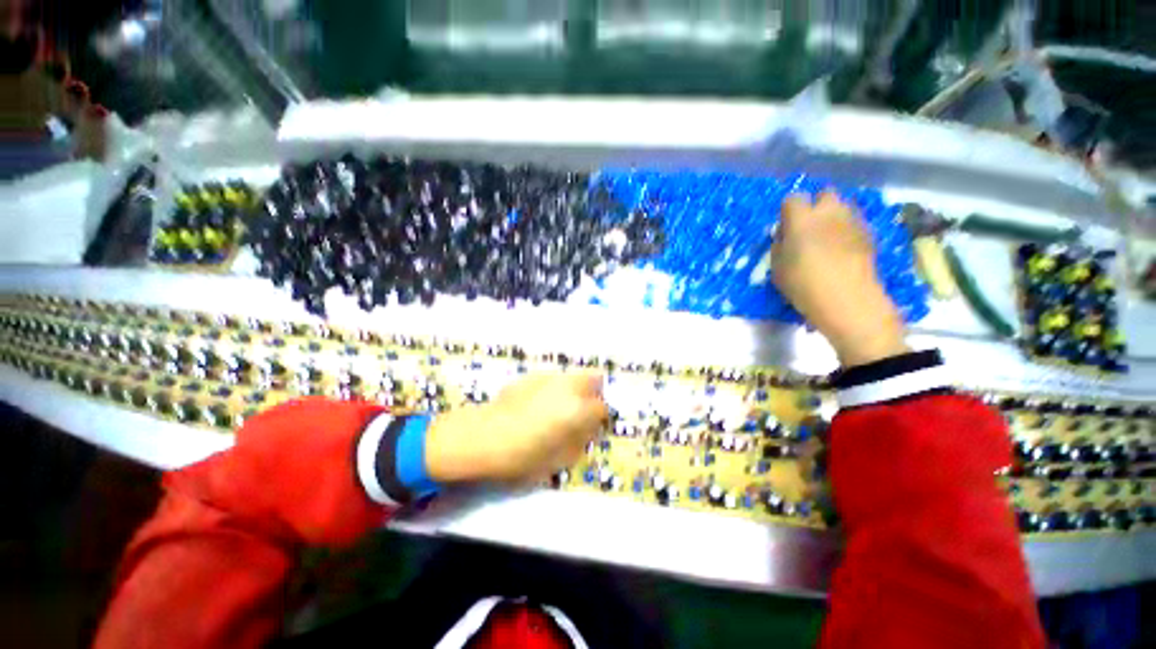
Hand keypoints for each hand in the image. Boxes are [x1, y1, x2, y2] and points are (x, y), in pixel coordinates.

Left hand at [424, 372, 607, 483]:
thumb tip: (587, 430)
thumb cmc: (523, 456)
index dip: (600, 420)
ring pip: (573, 376)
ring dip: (575, 389)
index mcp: (578, 409)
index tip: (592, 428)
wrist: (482, 437)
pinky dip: (555, 388)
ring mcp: (549, 377)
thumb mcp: (559, 461)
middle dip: (593, 394)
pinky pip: (553, 378)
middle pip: (594, 379)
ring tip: (560, 407)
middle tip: (582, 412)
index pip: (602, 408)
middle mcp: (568, 387)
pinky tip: (538, 403)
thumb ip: (580, 442)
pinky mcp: (532, 375)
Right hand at [772, 192, 908, 366]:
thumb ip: (779, 246)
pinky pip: (854, 222)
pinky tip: (842, 249)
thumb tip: (785, 236)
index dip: (788, 211)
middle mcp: (829, 212)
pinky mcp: (869, 234)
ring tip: (827, 237)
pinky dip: (847, 230)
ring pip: (843, 206)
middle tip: (809, 228)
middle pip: (824, 194)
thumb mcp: (777, 268)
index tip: (786, 228)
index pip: (792, 198)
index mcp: (801, 219)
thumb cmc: (803, 285)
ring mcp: (852, 221)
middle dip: (816, 205)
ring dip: (833, 216)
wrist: (847, 300)